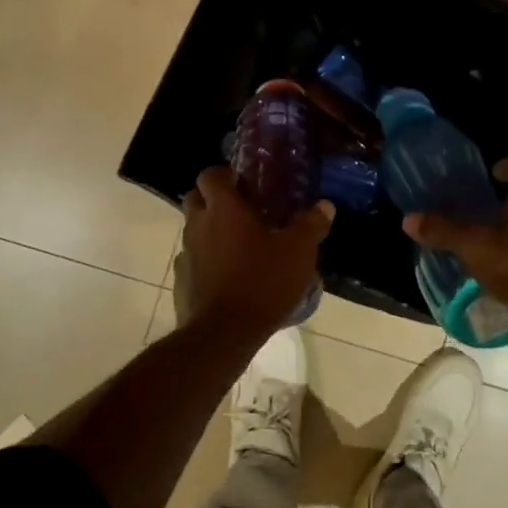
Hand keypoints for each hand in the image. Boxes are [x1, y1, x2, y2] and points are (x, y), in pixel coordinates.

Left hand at [174, 167, 333, 337]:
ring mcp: (185, 254)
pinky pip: (193, 261)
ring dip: (211, 232)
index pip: (210, 174)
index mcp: (223, 209)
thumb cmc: (262, 282)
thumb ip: (311, 225)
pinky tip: (228, 277)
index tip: (244, 182)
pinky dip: (206, 262)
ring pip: (193, 231)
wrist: (223, 334)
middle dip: (214, 199)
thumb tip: (325, 206)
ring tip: (240, 247)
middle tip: (242, 211)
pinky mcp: (182, 281)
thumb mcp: (298, 253)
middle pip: (195, 198)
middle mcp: (197, 225)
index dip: (224, 174)